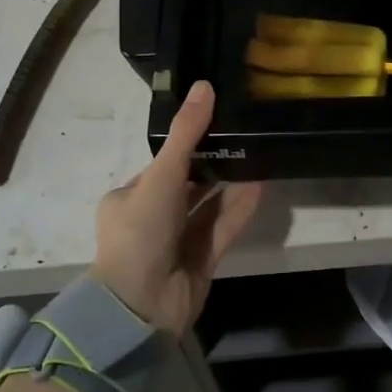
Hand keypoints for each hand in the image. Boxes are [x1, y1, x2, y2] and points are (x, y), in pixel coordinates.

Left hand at [91, 82, 262, 336]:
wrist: (140, 307)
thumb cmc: (140, 232)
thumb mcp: (161, 176)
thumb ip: (186, 134)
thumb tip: (205, 85)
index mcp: (130, 197)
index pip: (162, 166)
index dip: (188, 146)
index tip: (217, 123)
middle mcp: (152, 218)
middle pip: (188, 186)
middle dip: (214, 165)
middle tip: (245, 137)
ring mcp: (176, 242)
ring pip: (208, 207)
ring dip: (230, 186)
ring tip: (258, 156)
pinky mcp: (200, 262)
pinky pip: (222, 229)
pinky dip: (239, 209)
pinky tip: (261, 186)